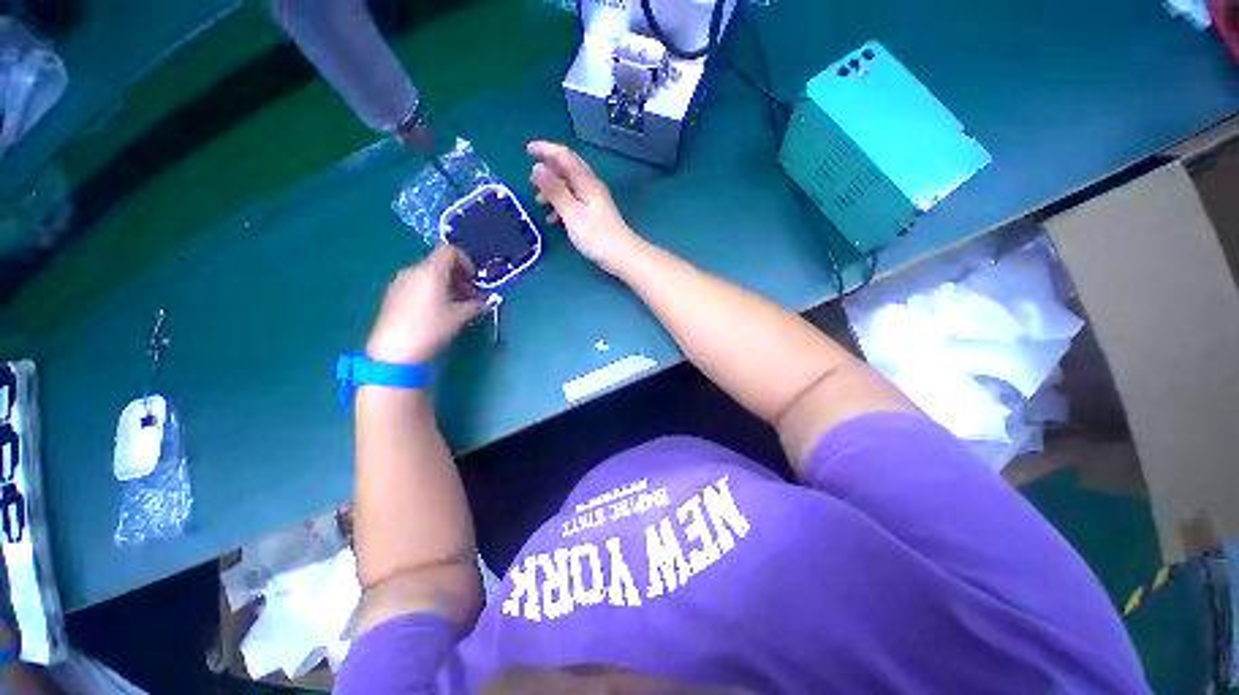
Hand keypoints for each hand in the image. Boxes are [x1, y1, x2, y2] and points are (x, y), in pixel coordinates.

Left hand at [366, 245, 483, 364]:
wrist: (394, 350)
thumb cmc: (431, 328)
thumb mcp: (460, 316)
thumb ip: (476, 305)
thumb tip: (484, 302)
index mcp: (431, 271)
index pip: (450, 251)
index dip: (466, 261)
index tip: (474, 280)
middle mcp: (413, 270)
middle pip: (439, 263)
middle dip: (458, 276)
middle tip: (470, 295)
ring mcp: (400, 282)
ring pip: (428, 274)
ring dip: (446, 284)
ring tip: (455, 305)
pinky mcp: (393, 294)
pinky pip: (417, 284)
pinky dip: (431, 290)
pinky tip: (437, 311)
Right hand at [528, 141, 640, 275]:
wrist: (622, 256)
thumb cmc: (596, 235)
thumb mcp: (571, 212)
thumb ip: (555, 190)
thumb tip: (537, 168)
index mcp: (586, 181)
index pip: (564, 156)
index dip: (545, 150)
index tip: (527, 150)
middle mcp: (590, 186)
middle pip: (567, 169)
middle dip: (548, 170)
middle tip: (531, 179)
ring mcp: (593, 200)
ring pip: (569, 187)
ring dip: (552, 190)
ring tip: (538, 201)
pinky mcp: (594, 214)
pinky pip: (574, 202)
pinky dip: (561, 206)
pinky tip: (553, 220)